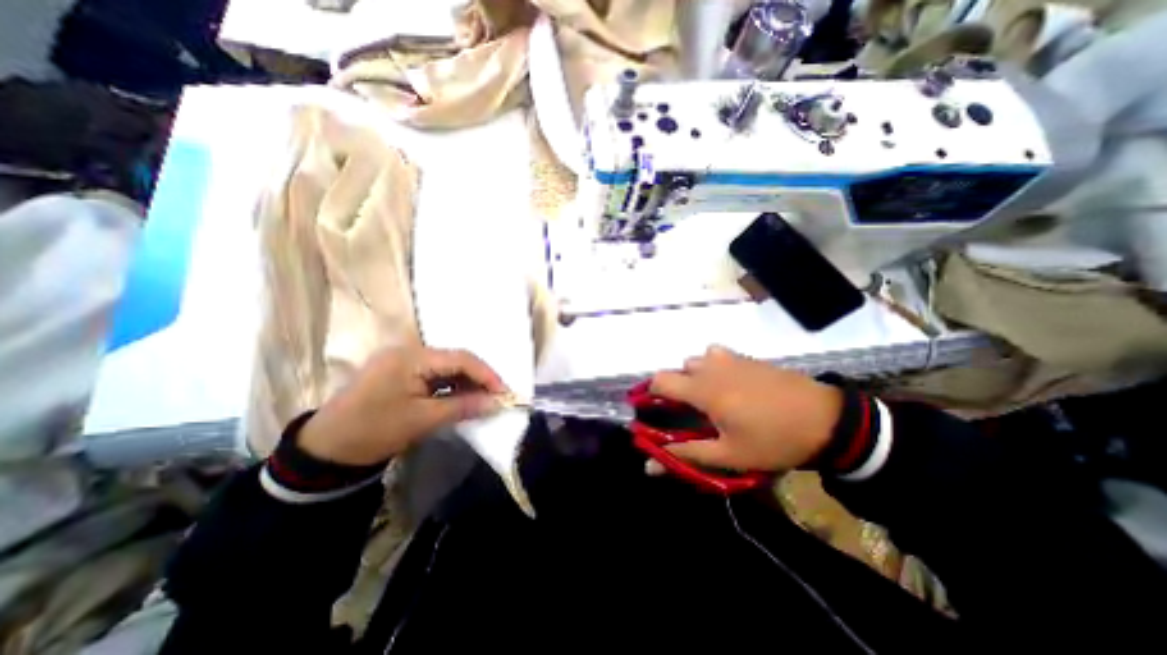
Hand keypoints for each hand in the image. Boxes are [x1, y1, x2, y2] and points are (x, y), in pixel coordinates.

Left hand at [296, 349, 506, 464]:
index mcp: (411, 357)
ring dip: (465, 383)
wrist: (325, 450)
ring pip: (446, 367)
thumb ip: (463, 407)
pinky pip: (433, 375)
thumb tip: (497, 403)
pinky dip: (450, 387)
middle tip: (496, 398)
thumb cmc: (374, 431)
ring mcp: (403, 360)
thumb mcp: (423, 420)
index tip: (505, 393)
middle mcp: (408, 351)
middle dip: (478, 378)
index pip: (460, 358)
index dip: (486, 374)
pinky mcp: (399, 372)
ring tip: (482, 400)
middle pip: (454, 360)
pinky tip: (460, 398)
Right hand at [647, 344, 838, 473]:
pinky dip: (715, 366)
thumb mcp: (729, 455)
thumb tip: (649, 464)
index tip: (658, 411)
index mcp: (704, 389)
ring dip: (697, 374)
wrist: (828, 420)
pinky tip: (732, 385)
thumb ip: (686, 455)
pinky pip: (719, 355)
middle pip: (680, 368)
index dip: (652, 393)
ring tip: (711, 397)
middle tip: (691, 411)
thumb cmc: (774, 440)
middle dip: (678, 387)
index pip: (661, 380)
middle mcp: (712, 367)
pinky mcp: (749, 358)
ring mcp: (732, 358)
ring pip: (699, 359)